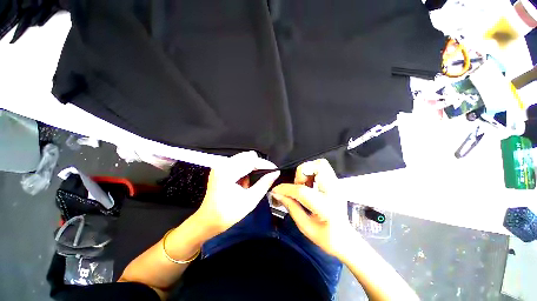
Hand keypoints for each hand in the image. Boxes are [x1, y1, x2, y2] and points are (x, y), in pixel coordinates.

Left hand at [195, 151, 279, 236]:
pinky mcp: (220, 168)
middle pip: (247, 156)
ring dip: (252, 166)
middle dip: (259, 164)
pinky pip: (238, 162)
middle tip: (266, 175)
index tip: (275, 170)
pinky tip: (245, 180)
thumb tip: (275, 173)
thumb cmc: (228, 213)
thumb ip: (264, 184)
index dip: (265, 164)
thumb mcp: (250, 200)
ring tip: (252, 181)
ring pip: (243, 158)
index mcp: (228, 172)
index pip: (251, 160)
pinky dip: (245, 168)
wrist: (208, 220)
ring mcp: (220, 165)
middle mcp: (223, 165)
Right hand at [271, 159, 355, 257]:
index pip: (302, 191)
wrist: (345, 239)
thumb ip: (291, 207)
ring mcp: (337, 185)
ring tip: (303, 185)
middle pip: (317, 167)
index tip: (276, 190)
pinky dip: (312, 172)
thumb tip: (277, 194)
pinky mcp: (336, 183)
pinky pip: (322, 168)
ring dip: (307, 171)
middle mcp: (334, 192)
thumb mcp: (305, 226)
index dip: (286, 189)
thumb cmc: (326, 237)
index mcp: (326, 207)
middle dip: (301, 173)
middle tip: (297, 186)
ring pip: (320, 164)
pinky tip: (309, 184)